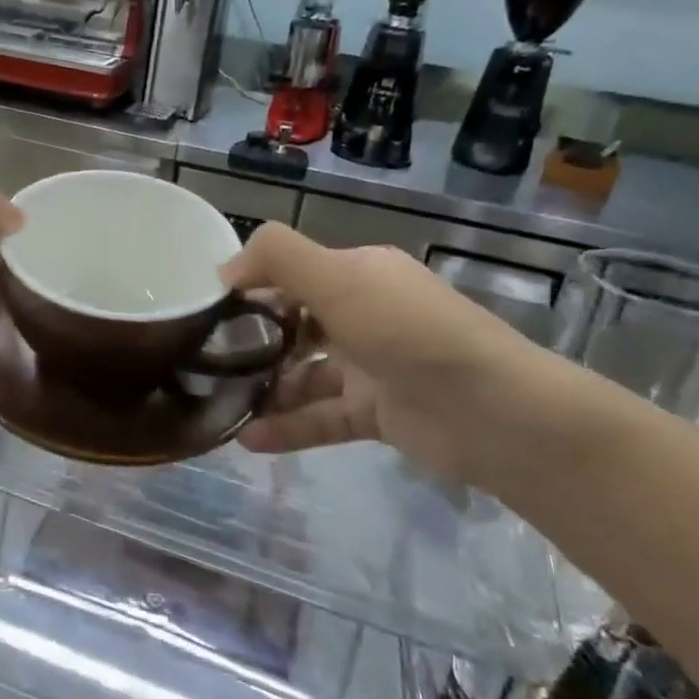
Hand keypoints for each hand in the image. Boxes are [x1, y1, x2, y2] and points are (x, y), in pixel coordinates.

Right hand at [219, 223, 542, 477]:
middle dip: (252, 340)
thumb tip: (224, 269)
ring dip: (265, 388)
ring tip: (220, 404)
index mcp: (359, 274)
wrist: (493, 413)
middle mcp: (365, 314)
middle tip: (206, 359)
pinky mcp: (377, 412)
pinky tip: (247, 440)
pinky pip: (321, 416)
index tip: (205, 310)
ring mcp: (372, 366)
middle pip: (295, 323)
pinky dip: (288, 427)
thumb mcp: (337, 278)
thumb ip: (277, 258)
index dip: (250, 287)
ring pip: (305, 374)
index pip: (292, 272)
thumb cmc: (407, 332)